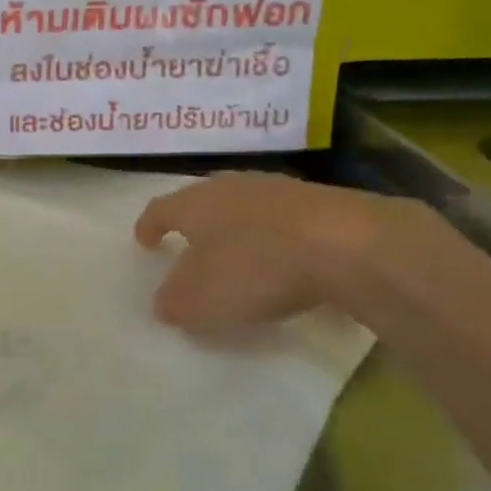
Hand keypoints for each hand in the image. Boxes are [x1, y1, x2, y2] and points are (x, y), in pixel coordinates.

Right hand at [134, 171, 407, 337]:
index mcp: (193, 203)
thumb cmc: (254, 267)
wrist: (347, 244)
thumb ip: (174, 302)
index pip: (160, 210)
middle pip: (203, 201)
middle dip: (195, 222)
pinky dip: (276, 238)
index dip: (149, 226)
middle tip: (190, 243)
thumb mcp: (200, 300)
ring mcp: (278, 190)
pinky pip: (284, 220)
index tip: (144, 240)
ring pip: (245, 205)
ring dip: (238, 228)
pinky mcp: (321, 202)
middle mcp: (230, 187)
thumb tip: (164, 303)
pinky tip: (285, 261)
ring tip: (239, 253)